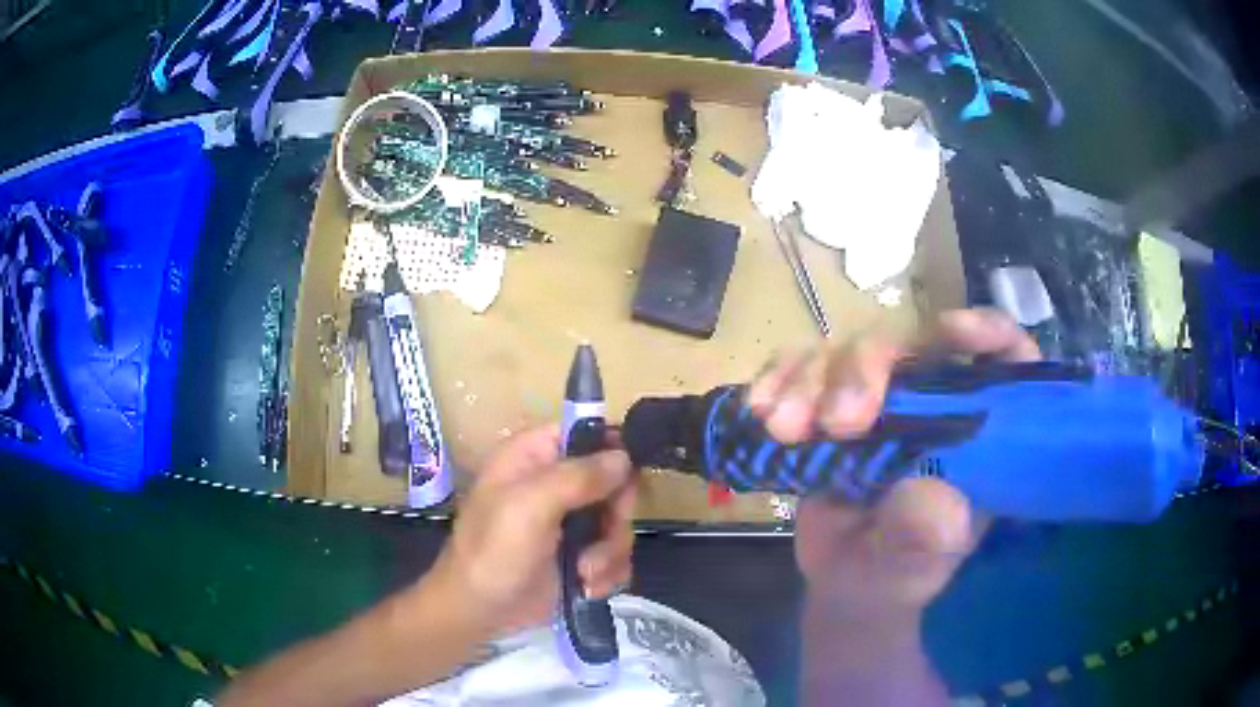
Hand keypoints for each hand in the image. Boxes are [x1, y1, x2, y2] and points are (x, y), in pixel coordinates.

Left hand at [429, 425, 635, 636]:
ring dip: (610, 551)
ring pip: (618, 522)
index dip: (613, 450)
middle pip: (614, 480)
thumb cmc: (493, 553)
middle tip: (603, 535)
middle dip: (615, 515)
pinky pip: (615, 553)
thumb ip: (578, 477)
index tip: (627, 479)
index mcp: (533, 457)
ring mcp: (569, 522)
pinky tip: (588, 587)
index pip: (586, 432)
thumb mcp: (529, 507)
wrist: (478, 612)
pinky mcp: (579, 556)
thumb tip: (624, 457)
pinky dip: (608, 572)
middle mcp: (554, 483)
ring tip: (586, 573)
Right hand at [748, 309, 1040, 621]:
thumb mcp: (917, 569)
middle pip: (910, 344)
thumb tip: (924, 493)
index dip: (988, 334)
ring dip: (810, 380)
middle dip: (868, 370)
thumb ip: (924, 539)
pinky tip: (761, 410)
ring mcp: (879, 399)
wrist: (843, 584)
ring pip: (848, 350)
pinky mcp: (827, 402)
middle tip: (838, 423)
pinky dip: (777, 379)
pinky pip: (799, 367)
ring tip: (785, 430)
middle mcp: (933, 403)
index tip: (950, 333)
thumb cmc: (895, 576)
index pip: (1006, 360)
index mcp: (977, 434)